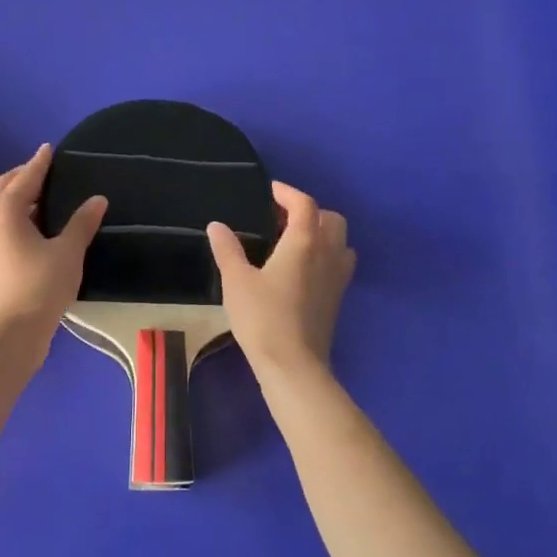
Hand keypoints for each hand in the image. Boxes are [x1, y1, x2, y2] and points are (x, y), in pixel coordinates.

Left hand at [0, 145, 105, 333]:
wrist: (10, 331)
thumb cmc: (41, 286)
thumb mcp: (68, 252)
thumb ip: (81, 222)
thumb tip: (98, 199)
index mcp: (5, 210)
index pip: (26, 177)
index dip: (40, 163)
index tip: (48, 149)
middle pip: (2, 187)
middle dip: (21, 176)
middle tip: (41, 171)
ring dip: (12, 196)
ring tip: (34, 197)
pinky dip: (6, 215)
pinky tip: (23, 226)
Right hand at [208, 182, 354, 375]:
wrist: (293, 364)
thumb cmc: (263, 318)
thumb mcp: (236, 281)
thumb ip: (227, 249)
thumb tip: (217, 226)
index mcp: (304, 242)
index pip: (304, 204)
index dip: (288, 193)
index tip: (270, 191)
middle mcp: (327, 253)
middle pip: (330, 218)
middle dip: (309, 211)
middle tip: (281, 219)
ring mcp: (337, 277)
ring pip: (340, 241)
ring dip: (322, 232)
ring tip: (294, 241)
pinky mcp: (337, 298)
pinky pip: (339, 263)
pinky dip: (326, 254)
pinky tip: (303, 269)